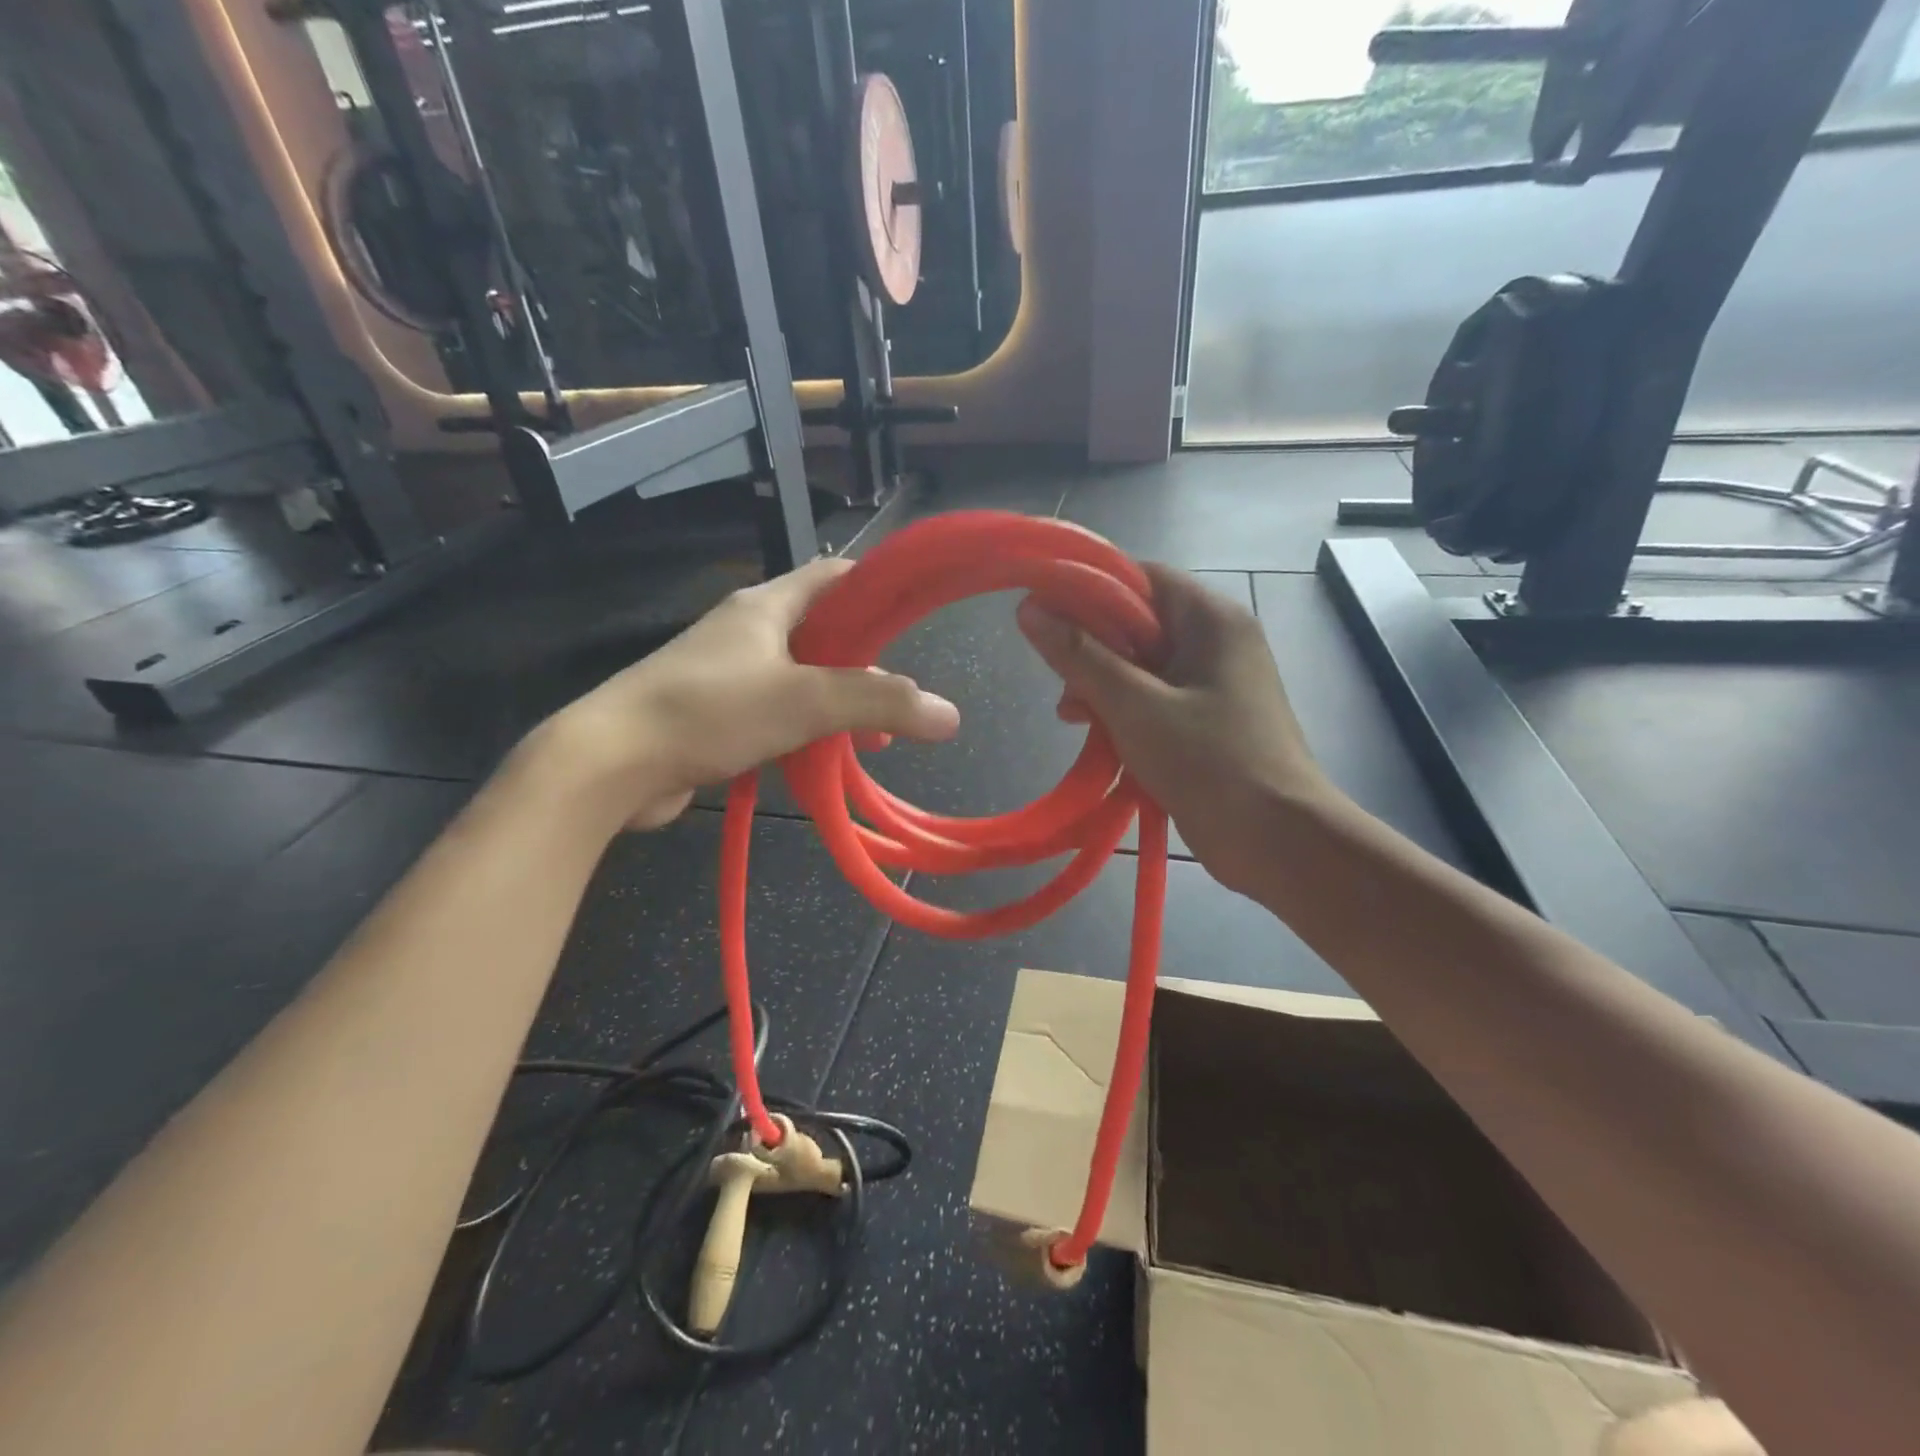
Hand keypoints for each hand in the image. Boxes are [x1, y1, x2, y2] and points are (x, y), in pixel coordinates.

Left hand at [530, 557, 959, 830]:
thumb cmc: (709, 712)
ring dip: (837, 702)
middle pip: (822, 631)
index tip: (916, 611)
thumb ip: (879, 703)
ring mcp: (726, 673)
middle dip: (865, 661)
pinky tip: (822, 758)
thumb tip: (950, 715)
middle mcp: (746, 630)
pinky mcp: (713, 714)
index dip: (878, 585)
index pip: (834, 575)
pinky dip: (805, 729)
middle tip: (900, 695)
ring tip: (871, 738)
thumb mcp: (806, 701)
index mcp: (766, 606)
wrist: (610, 763)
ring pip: (800, 677)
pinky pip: (774, 711)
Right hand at [1017, 564, 1339, 896]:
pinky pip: (1155, 699)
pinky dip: (1124, 712)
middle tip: (1060, 681)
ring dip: (1102, 686)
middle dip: (1091, 649)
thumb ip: (1081, 656)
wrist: (1280, 842)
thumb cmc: (1210, 763)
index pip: (1139, 578)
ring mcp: (1214, 683)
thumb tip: (1030, 610)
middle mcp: (1216, 641)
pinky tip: (1098, 738)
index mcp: (1210, 619)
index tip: (1043, 614)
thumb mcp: (1135, 706)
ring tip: (1071, 716)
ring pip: (1142, 665)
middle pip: (1138, 622)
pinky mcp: (1209, 720)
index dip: (1087, 589)